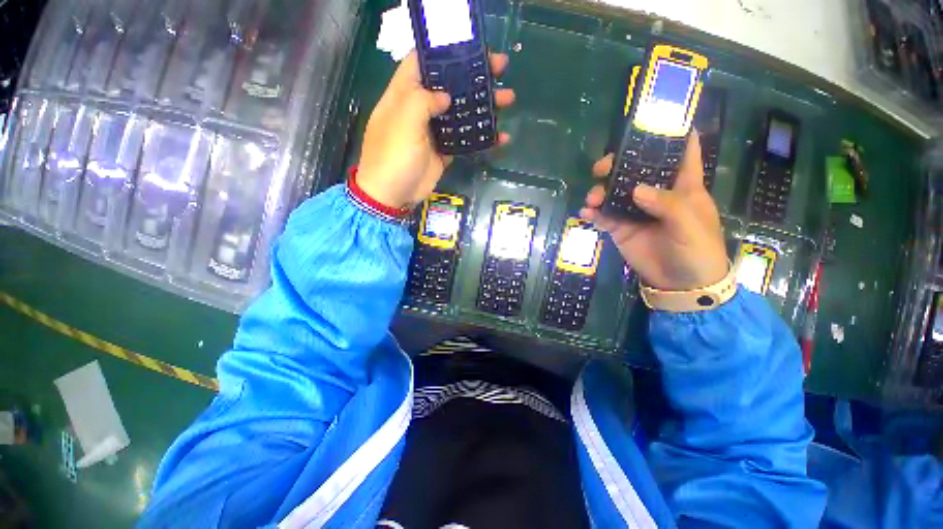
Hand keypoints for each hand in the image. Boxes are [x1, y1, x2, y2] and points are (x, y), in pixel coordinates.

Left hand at [356, 51, 514, 208]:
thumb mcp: (403, 123)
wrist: (393, 195)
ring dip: (484, 105)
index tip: (470, 48)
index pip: (423, 62)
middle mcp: (420, 108)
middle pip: (449, 85)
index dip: (444, 52)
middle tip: (501, 68)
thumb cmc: (393, 157)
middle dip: (474, 75)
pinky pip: (465, 140)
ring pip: (461, 112)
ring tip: (508, 98)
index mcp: (405, 94)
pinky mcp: (444, 151)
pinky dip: (482, 137)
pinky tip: (500, 136)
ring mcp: (434, 131)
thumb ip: (423, 101)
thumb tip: (446, 96)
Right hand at [580, 133, 728, 290]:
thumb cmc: (697, 250)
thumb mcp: (690, 225)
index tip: (651, 120)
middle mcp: (656, 193)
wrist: (681, 284)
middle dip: (618, 164)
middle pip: (636, 169)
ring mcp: (635, 211)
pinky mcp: (620, 228)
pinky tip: (586, 214)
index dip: (671, 133)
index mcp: (681, 185)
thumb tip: (635, 190)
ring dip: (600, 191)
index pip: (681, 151)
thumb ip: (666, 205)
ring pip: (614, 192)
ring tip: (592, 199)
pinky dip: (593, 213)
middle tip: (602, 169)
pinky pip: (603, 216)